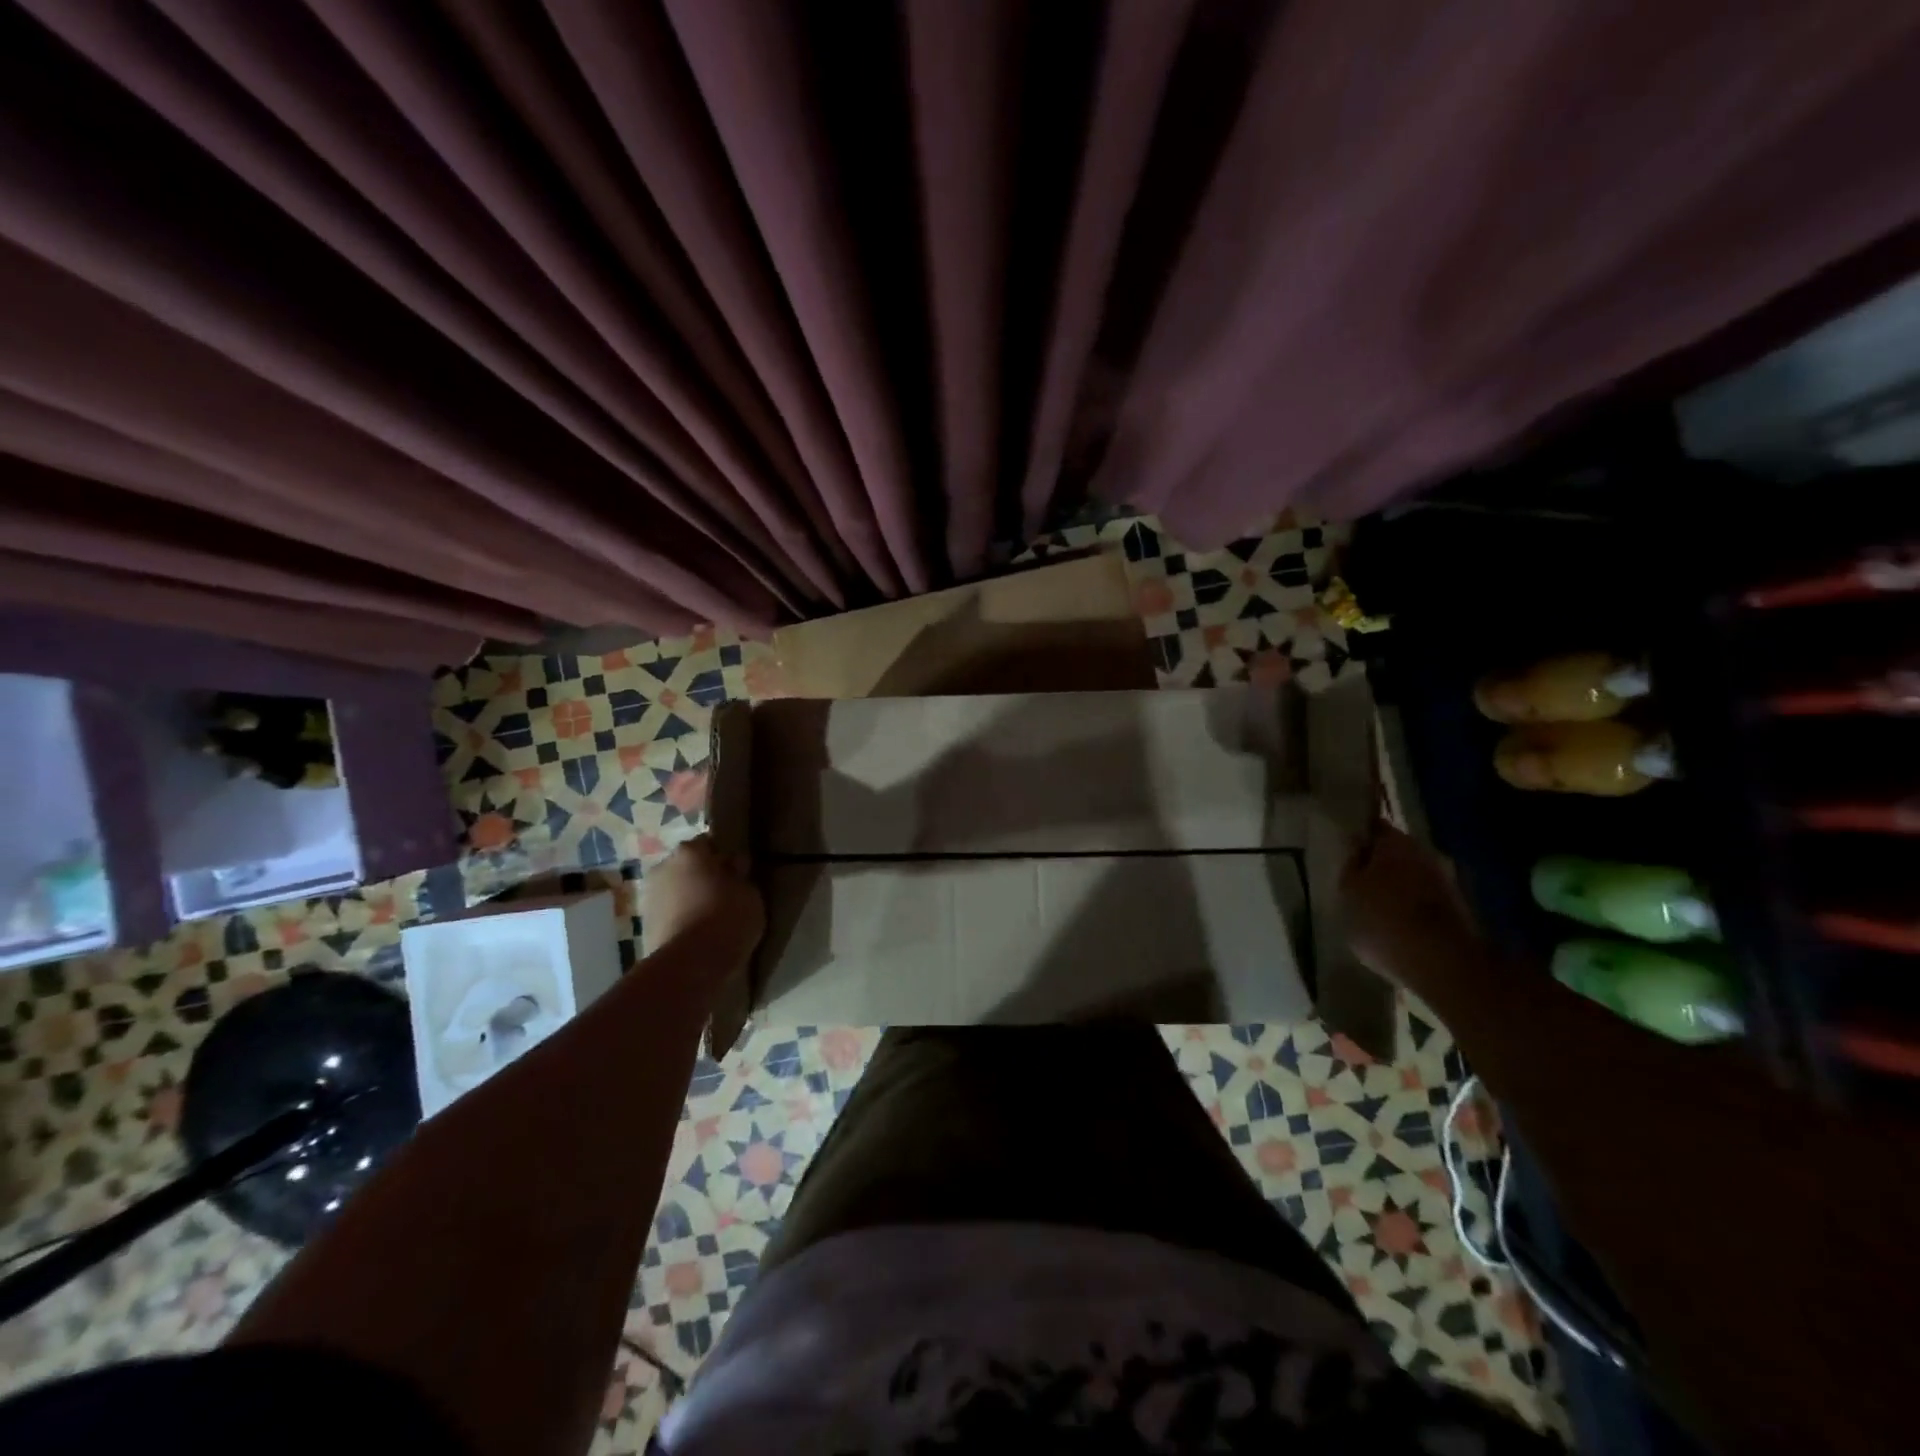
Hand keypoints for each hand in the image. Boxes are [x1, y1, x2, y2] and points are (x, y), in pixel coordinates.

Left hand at [641, 837, 764, 962]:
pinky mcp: (644, 926)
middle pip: (686, 867)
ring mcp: (648, 897)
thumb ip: (739, 876)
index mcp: (690, 852)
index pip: (708, 844)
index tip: (736, 872)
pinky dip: (680, 919)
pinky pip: (668, 915)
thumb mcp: (749, 892)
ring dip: (688, 899)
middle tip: (723, 894)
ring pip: (674, 891)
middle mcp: (663, 867)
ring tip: (709, 918)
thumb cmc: (726, 917)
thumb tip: (733, 865)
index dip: (722, 857)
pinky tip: (696, 934)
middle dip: (701, 877)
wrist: (690, 964)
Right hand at [1340, 823, 1484, 994]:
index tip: (1345, 845)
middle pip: (1394, 852)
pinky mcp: (1456, 910)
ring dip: (1394, 885)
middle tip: (1355, 878)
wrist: (1442, 964)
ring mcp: (1444, 882)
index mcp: (1395, 843)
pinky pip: (1423, 899)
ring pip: (1410, 875)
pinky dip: (1409, 905)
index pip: (1374, 827)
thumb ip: (1350, 865)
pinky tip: (1395, 923)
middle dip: (1377, 862)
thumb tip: (1356, 846)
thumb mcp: (1348, 891)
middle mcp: (1424, 854)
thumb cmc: (1383, 920)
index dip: (1359, 834)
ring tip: (1372, 904)